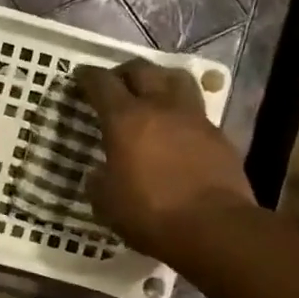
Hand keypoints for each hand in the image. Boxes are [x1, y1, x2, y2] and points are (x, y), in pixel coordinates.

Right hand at [73, 60, 254, 259]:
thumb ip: (99, 181)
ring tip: (151, 92)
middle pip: (142, 70)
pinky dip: (181, 111)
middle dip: (124, 72)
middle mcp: (160, 107)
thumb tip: (100, 173)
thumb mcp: (106, 203)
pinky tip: (177, 128)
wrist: (213, 227)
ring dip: (159, 79)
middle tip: (115, 83)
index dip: (87, 77)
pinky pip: (196, 110)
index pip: (102, 84)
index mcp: (125, 120)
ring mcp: (194, 118)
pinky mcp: (218, 135)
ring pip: (176, 79)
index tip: (80, 77)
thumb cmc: (150, 214)